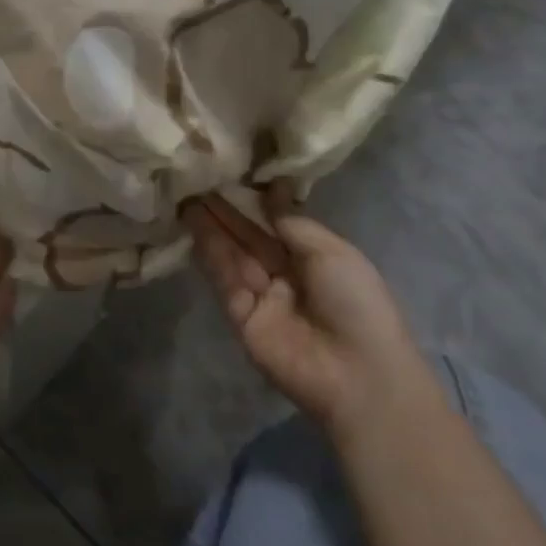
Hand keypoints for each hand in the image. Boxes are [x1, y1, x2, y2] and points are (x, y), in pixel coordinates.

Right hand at [186, 186, 425, 445]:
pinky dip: (209, 252)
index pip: (275, 223)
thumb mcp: (331, 251)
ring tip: (187, 194)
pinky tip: (194, 224)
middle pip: (249, 236)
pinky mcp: (240, 315)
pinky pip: (224, 278)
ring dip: (211, 225)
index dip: (254, 200)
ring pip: (232, 253)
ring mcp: (261, 295)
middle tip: (198, 178)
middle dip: (226, 209)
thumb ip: (291, 221)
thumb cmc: (356, 303)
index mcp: (312, 258)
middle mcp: (284, 274)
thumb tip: (271, 188)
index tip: (230, 171)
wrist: (358, 374)